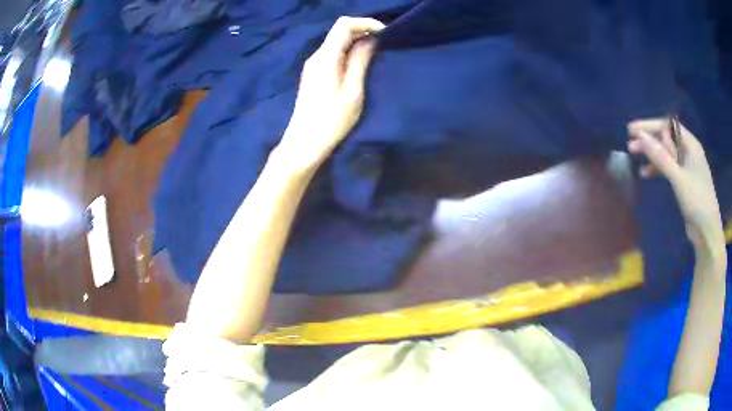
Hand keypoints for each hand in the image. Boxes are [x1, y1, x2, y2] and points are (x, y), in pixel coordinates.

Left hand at [276, 17, 384, 169]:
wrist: (304, 144)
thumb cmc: (331, 121)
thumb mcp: (352, 92)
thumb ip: (360, 62)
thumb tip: (370, 41)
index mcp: (326, 58)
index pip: (344, 25)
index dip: (366, 23)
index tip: (385, 33)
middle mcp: (316, 56)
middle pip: (340, 30)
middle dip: (363, 30)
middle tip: (385, 43)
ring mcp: (313, 65)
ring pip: (336, 41)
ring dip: (357, 41)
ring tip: (377, 52)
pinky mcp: (314, 74)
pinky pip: (333, 53)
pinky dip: (349, 51)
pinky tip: (361, 63)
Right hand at [627, 119, 723, 250]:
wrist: (707, 232)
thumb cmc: (697, 201)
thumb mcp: (678, 178)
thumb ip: (660, 157)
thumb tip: (640, 136)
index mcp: (690, 144)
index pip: (668, 125)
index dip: (649, 125)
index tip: (632, 130)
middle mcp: (688, 151)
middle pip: (666, 138)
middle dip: (648, 140)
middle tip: (630, 144)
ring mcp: (686, 166)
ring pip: (665, 153)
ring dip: (651, 154)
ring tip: (634, 156)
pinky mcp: (683, 180)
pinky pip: (668, 168)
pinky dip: (657, 168)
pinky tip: (646, 173)